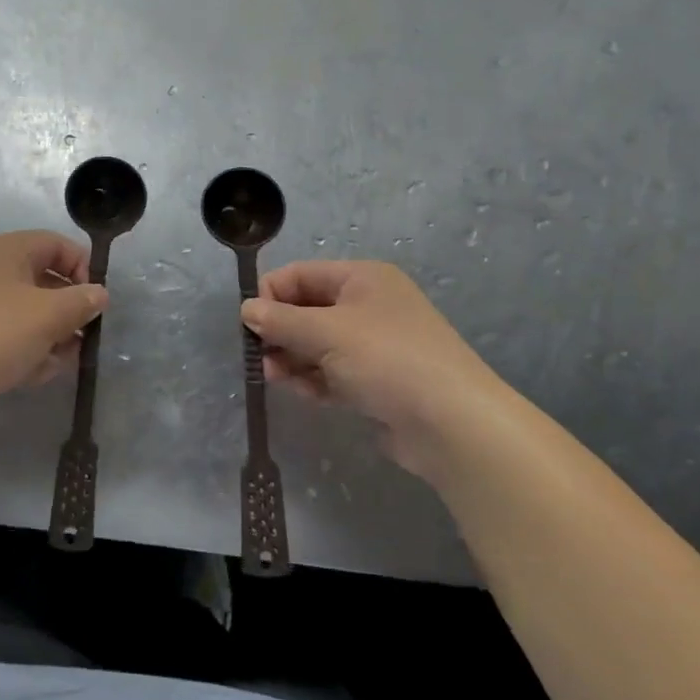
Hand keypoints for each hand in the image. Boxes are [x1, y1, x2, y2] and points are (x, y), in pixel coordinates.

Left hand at [0, 231, 107, 422]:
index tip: (96, 303)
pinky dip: (26, 350)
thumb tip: (99, 294)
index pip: (57, 245)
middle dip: (68, 311)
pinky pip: (8, 335)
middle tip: (83, 339)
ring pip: (28, 312)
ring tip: (58, 363)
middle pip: (44, 280)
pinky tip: (34, 375)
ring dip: (51, 336)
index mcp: (7, 249)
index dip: (83, 269)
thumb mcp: (49, 315)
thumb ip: (81, 301)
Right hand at [241, 261, 513, 476]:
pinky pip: (332, 371)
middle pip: (307, 309)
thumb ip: (281, 321)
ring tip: (273, 377)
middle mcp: (368, 305)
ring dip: (291, 358)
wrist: (452, 424)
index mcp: (362, 279)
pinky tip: (301, 392)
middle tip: (257, 356)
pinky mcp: (376, 381)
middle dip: (279, 331)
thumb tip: (247, 310)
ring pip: (317, 344)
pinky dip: (313, 379)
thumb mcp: (326, 333)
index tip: (247, 324)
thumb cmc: (386, 360)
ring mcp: (374, 345)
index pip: (301, 275)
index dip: (270, 295)